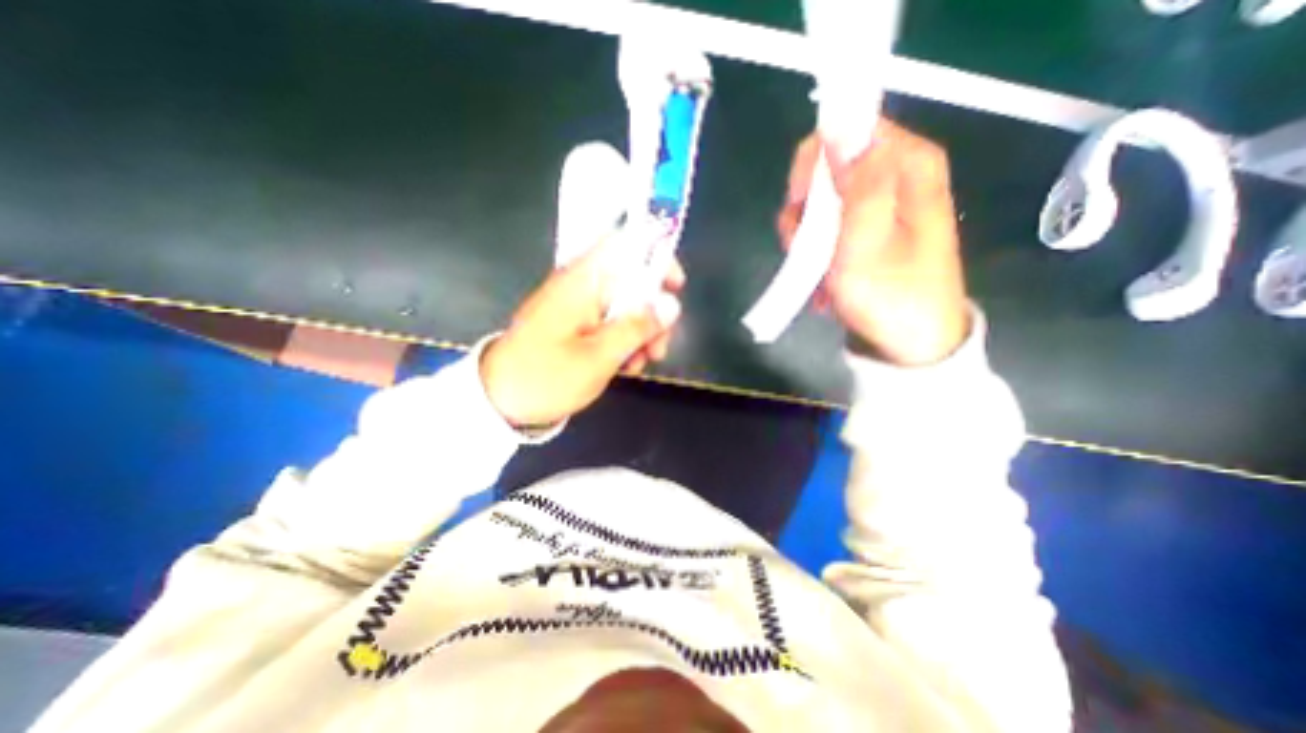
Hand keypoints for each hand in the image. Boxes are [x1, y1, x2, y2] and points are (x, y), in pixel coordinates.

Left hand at [479, 240, 682, 430]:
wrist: (499, 401)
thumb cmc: (547, 377)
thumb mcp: (599, 357)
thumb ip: (637, 327)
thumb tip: (672, 303)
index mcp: (582, 281)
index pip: (625, 245)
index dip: (655, 256)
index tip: (675, 287)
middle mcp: (580, 286)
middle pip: (631, 281)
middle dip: (653, 312)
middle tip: (658, 348)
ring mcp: (577, 306)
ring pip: (624, 305)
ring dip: (640, 332)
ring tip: (639, 364)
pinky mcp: (575, 324)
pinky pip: (609, 322)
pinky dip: (623, 341)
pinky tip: (625, 366)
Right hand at [773, 117, 966, 366]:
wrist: (907, 345)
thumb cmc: (890, 294)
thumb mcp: (868, 240)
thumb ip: (858, 182)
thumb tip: (839, 128)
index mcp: (909, 166)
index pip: (849, 131)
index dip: (816, 163)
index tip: (800, 203)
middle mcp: (896, 179)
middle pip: (830, 169)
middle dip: (807, 210)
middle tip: (806, 246)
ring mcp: (879, 208)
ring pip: (821, 203)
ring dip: (808, 238)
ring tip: (818, 273)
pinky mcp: (866, 233)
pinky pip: (827, 228)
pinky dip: (817, 253)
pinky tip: (824, 279)